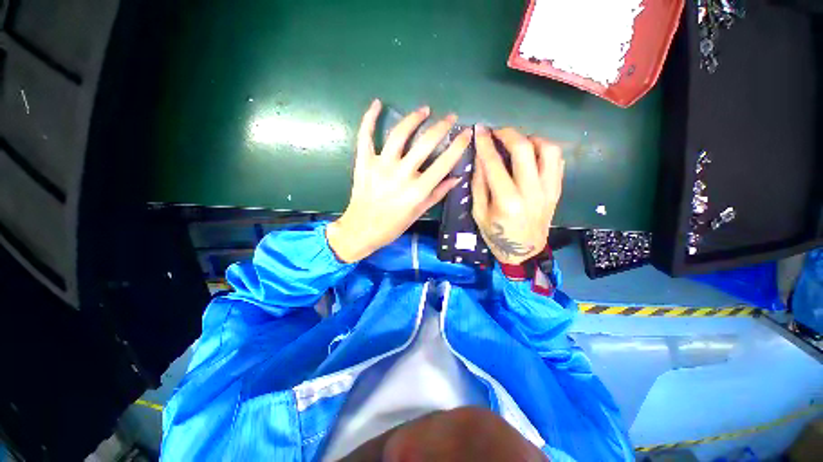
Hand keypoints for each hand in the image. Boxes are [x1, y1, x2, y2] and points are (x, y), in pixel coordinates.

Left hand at [327, 100, 471, 262]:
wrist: (362, 229)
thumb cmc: (393, 225)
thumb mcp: (419, 212)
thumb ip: (438, 193)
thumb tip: (456, 177)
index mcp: (418, 190)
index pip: (444, 163)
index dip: (458, 145)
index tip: (467, 132)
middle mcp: (401, 174)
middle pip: (425, 143)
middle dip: (442, 127)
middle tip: (450, 117)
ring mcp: (381, 166)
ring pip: (399, 134)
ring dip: (413, 118)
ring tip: (424, 110)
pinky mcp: (364, 163)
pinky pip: (366, 136)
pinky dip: (369, 118)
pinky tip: (377, 103)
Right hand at [472, 125, 564, 264]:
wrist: (524, 252)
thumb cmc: (496, 235)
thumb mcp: (478, 213)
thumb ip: (479, 184)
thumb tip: (480, 158)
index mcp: (507, 201)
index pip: (494, 163)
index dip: (485, 143)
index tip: (479, 129)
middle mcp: (531, 192)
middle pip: (524, 149)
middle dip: (508, 133)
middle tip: (497, 132)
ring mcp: (548, 190)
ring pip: (548, 150)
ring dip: (531, 139)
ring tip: (517, 142)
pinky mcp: (557, 191)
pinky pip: (557, 161)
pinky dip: (544, 150)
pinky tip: (532, 154)